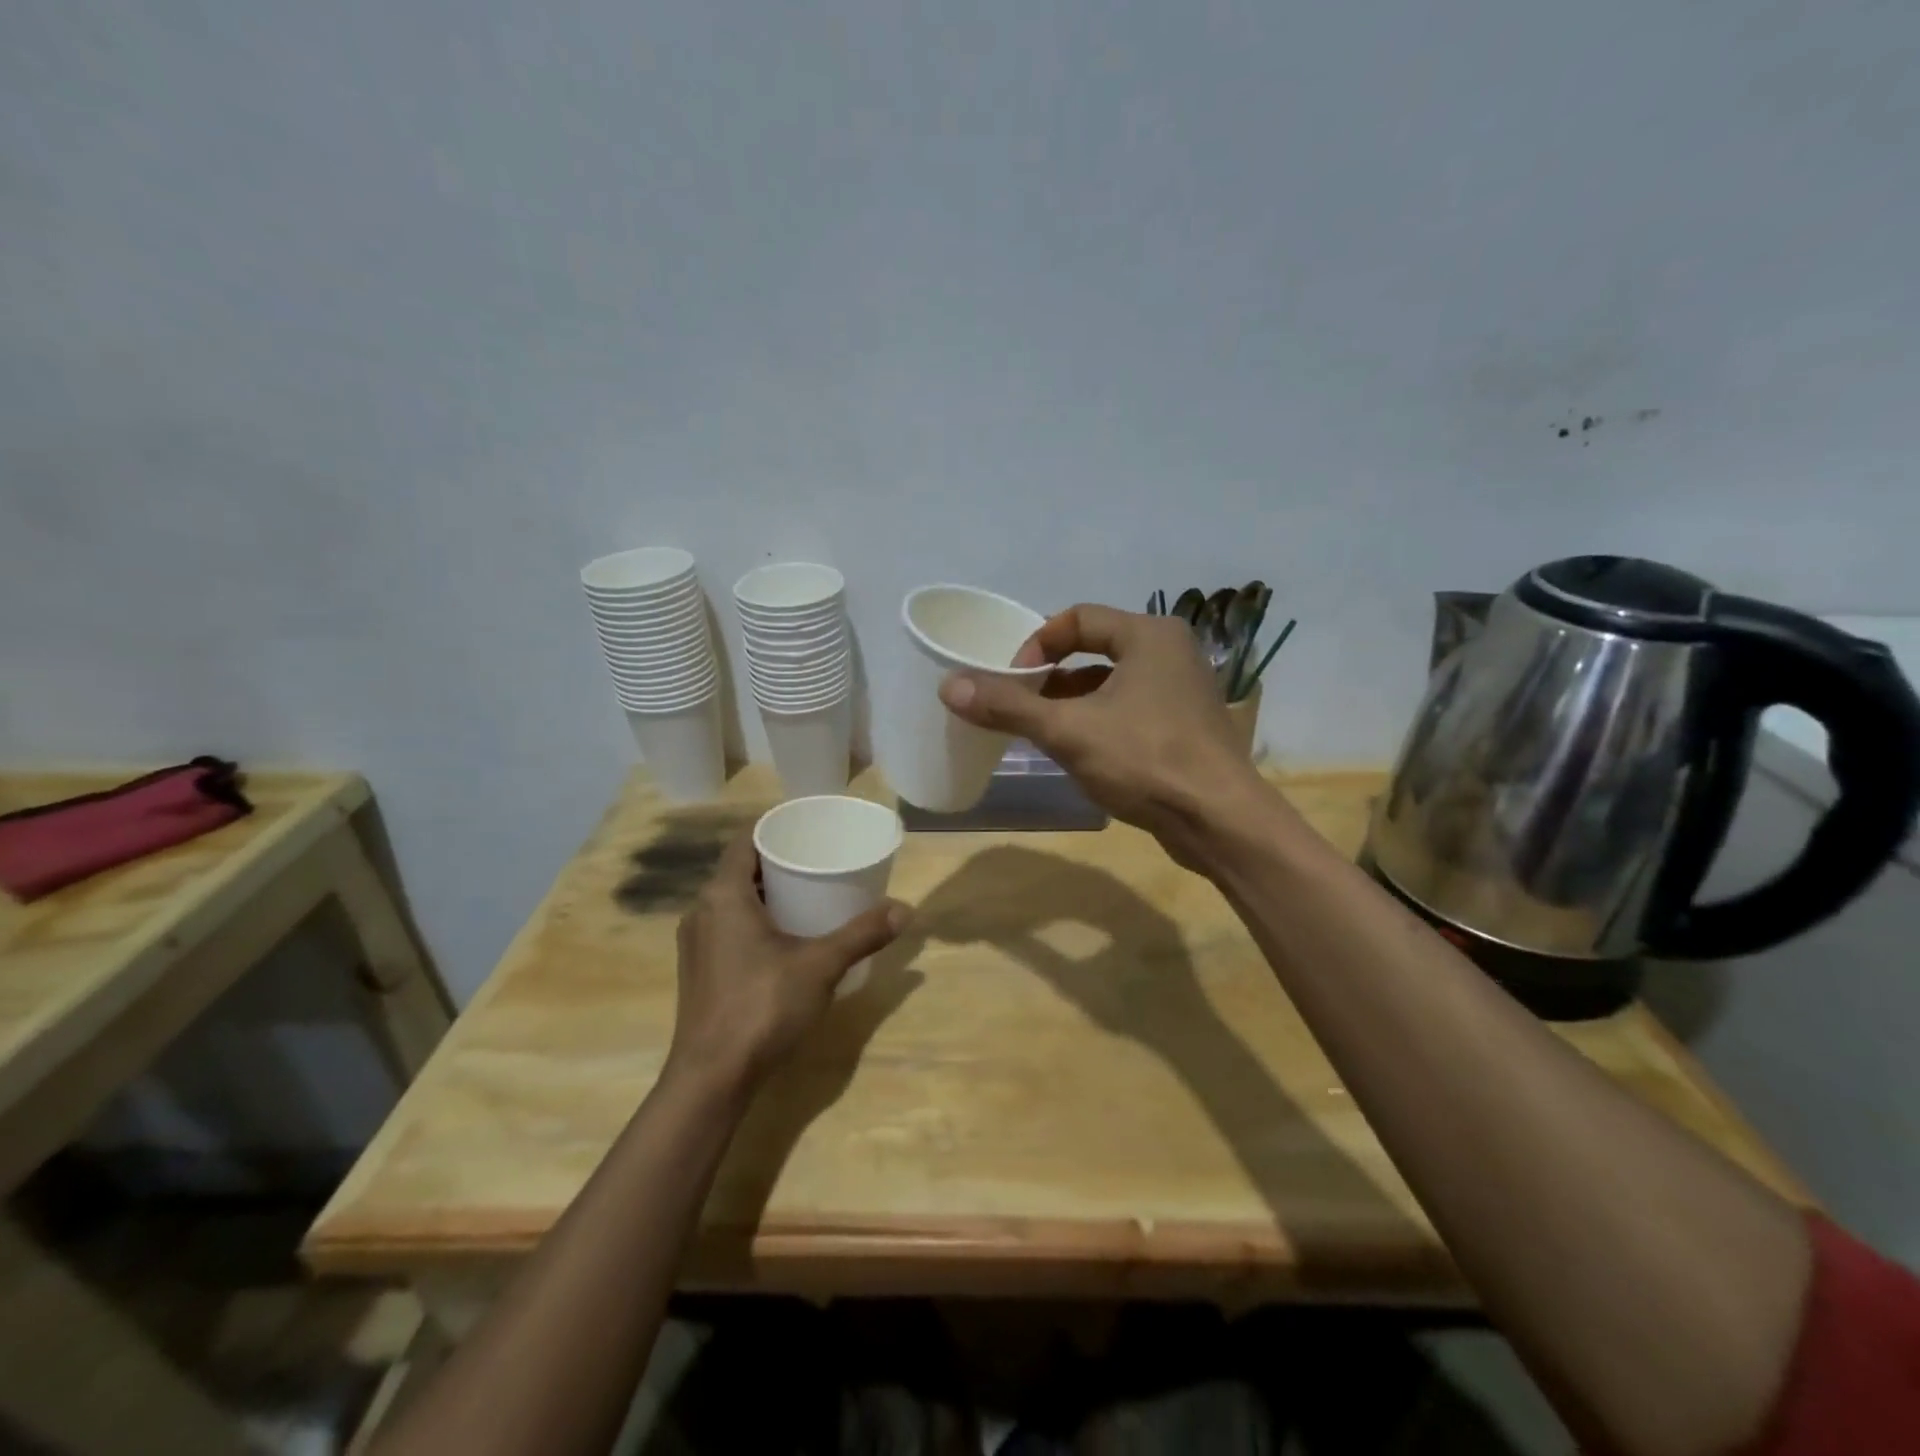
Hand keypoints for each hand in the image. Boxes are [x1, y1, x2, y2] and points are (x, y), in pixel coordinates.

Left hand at [667, 830, 906, 1090]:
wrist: (711, 1078)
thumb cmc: (762, 1007)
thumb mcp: (821, 965)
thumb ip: (863, 934)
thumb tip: (906, 909)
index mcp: (723, 895)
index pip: (746, 840)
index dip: (776, 829)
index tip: (809, 829)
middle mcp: (702, 910)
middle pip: (742, 870)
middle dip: (779, 862)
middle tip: (820, 860)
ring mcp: (696, 943)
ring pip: (734, 901)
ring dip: (767, 893)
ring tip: (809, 895)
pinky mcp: (700, 970)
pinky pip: (728, 926)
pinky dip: (756, 920)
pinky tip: (785, 938)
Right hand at [938, 604, 1266, 866]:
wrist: (1220, 821)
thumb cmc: (1145, 760)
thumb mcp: (1068, 731)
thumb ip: (1009, 707)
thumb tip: (949, 686)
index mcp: (1149, 634)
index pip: (1077, 618)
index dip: (1036, 644)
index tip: (1011, 679)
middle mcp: (1171, 652)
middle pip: (1095, 649)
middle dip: (1052, 677)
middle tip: (1020, 704)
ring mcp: (1184, 690)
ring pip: (1113, 683)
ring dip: (1073, 702)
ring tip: (1042, 731)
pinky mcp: (1187, 725)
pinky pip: (1131, 709)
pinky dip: (1099, 721)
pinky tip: (1080, 752)